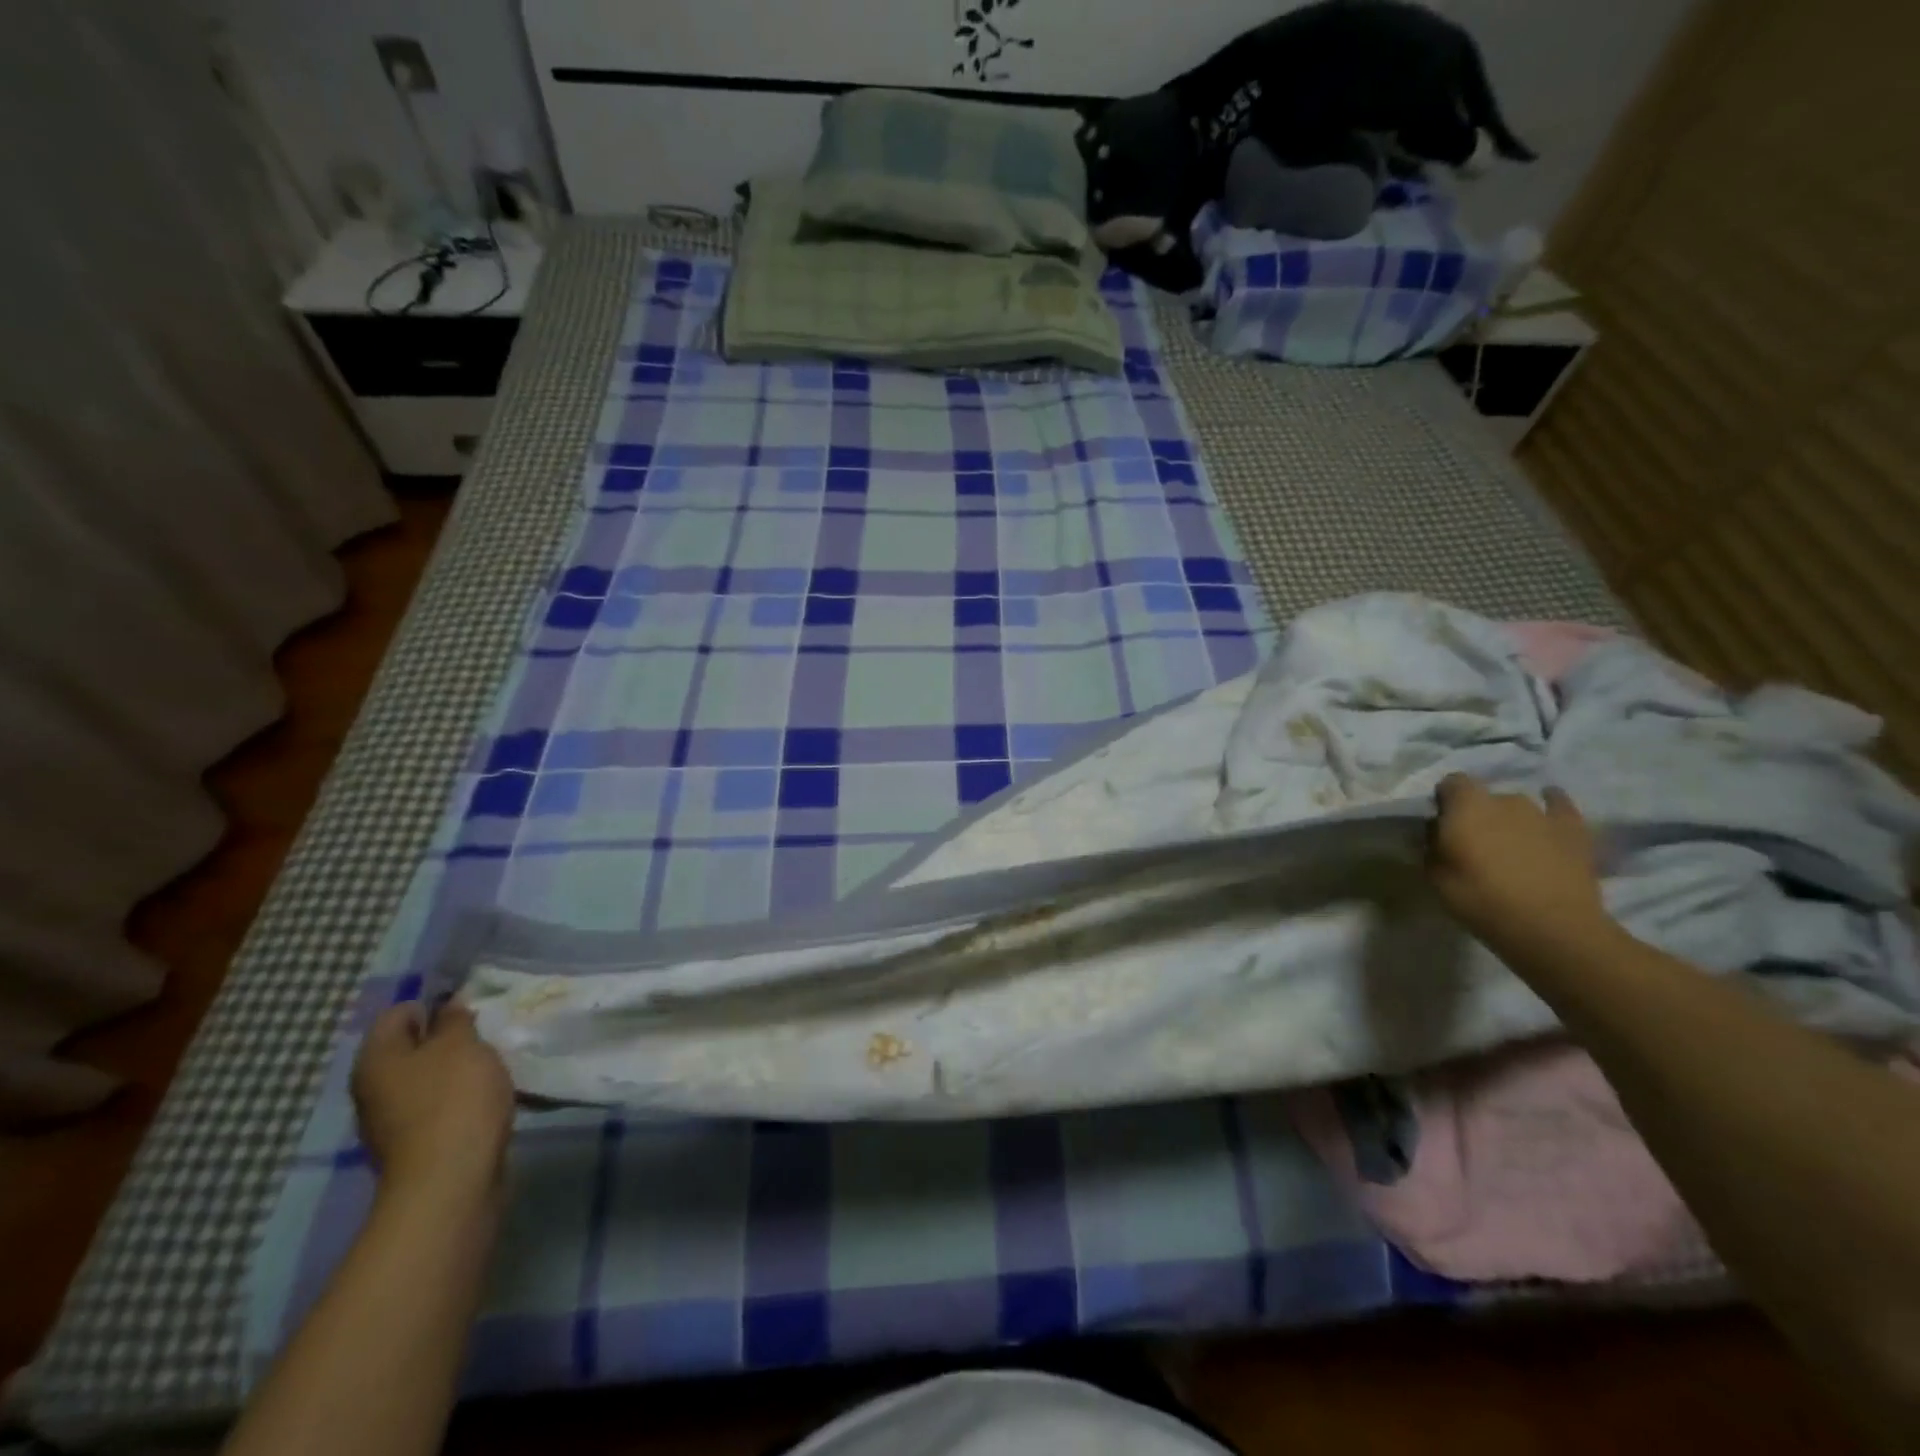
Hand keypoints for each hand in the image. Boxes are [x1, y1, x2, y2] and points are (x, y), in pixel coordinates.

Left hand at [350, 1002, 514, 1206]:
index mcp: (376, 1058)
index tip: (471, 1009)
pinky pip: (438, 1105)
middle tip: (485, 1034)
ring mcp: (391, 1120)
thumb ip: (455, 1019)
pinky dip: (460, 1096)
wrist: (451, 1180)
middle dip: (448, 1038)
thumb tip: (448, 1006)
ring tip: (492, 1064)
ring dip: (457, 1068)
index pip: (398, 1012)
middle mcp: (373, 1088)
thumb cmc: (454, 1099)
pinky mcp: (416, 1144)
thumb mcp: (462, 1044)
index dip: (434, 1004)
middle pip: (411, 1047)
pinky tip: (486, 1097)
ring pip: (427, 1077)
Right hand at [1428, 774, 1616, 962]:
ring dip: (1510, 819)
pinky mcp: (1574, 830)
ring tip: (1511, 845)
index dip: (1446, 800)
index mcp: (1466, 806)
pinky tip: (1547, 818)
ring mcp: (1542, 813)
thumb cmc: (1481, 899)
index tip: (1442, 823)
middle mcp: (1504, 799)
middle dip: (1478, 813)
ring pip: (1519, 805)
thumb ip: (1432, 846)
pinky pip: (1560, 806)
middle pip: (1486, 796)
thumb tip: (1437, 834)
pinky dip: (1552, 807)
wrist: (1551, 927)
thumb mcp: (1435, 876)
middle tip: (1476, 842)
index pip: (1451, 782)